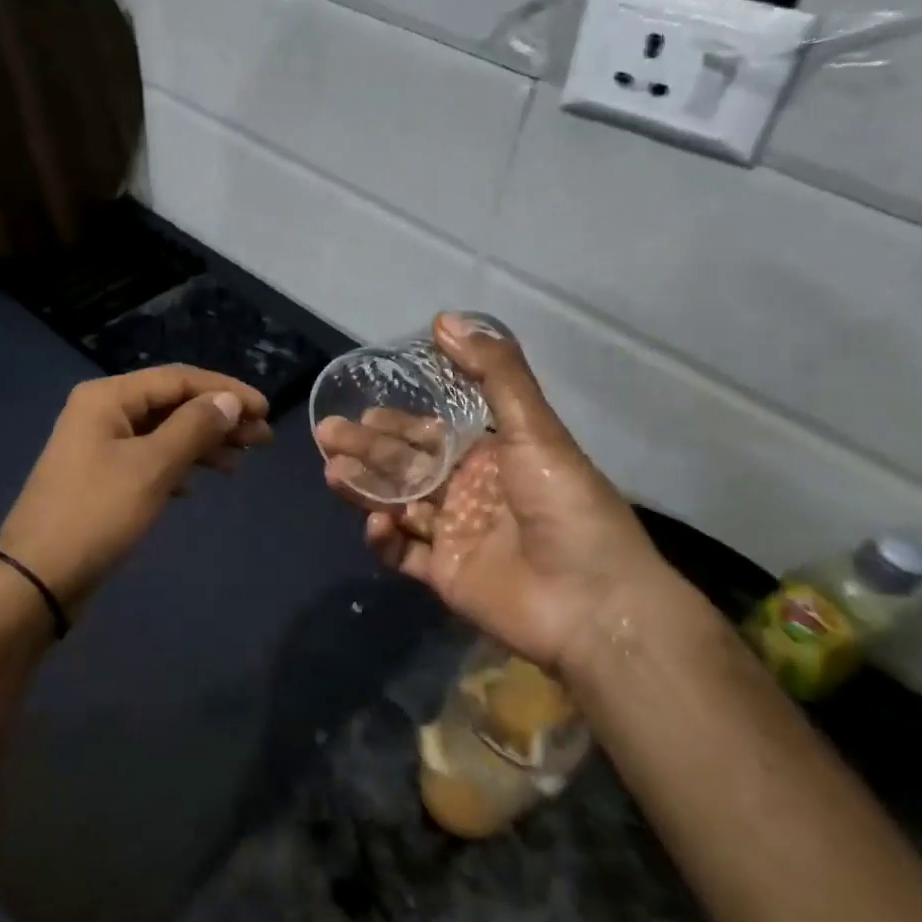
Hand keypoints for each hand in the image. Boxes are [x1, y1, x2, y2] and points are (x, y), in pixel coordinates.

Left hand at [0, 366, 271, 618]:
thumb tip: (229, 401)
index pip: (179, 379)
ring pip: (163, 432)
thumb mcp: (152, 468)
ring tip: (239, 463)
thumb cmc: (96, 514)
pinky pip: (150, 457)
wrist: (36, 579)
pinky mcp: (102, 477)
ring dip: (203, 442)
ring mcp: (99, 445)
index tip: (266, 410)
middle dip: (218, 418)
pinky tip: (198, 483)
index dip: (226, 391)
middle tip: (262, 439)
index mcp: (108, 397)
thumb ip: (194, 427)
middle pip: (172, 403)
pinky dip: (179, 465)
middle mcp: (102, 411)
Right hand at [315, 314, 682, 674]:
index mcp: (492, 458)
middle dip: (368, 449)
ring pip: (398, 506)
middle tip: (329, 434)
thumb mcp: (534, 428)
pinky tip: (377, 522)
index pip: (432, 434)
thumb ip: (492, 372)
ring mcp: (456, 537)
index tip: (364, 409)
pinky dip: (385, 539)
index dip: (398, 422)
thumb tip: (444, 319)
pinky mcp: (445, 578)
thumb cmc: (565, 505)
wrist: (592, 602)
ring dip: (366, 488)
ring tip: (333, 471)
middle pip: (407, 466)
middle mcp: (470, 493)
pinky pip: (404, 555)